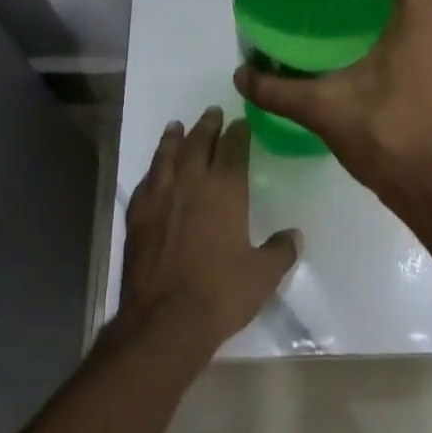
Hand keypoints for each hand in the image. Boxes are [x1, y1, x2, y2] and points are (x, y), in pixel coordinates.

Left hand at [118, 107, 301, 353]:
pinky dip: (152, 169)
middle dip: (207, 126)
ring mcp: (159, 197)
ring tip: (177, 126)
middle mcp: (191, 183)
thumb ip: (281, 250)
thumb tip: (294, 235)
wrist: (164, 320)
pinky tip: (154, 170)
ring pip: (167, 156)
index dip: (238, 132)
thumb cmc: (221, 293)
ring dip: (174, 138)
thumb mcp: (263, 275)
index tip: (240, 122)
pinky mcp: (136, 216)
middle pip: (198, 142)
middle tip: (212, 112)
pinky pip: (145, 181)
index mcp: (225, 189)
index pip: (233, 148)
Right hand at [234, 0, 431, 202]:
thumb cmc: (391, 138)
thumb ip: (278, 90)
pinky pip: (428, 34)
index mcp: (424, 17)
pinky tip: (364, 54)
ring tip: (341, 16)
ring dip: (387, 4)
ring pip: (422, 8)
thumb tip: (240, 75)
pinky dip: (400, 30)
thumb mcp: (325, 109)